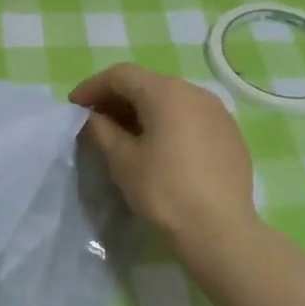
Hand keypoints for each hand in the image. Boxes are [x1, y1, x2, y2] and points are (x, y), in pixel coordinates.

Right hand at [69, 63, 255, 247]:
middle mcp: (195, 92)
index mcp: (166, 93)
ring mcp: (218, 112)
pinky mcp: (230, 133)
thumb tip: (95, 117)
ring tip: (125, 134)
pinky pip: (191, 117)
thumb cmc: (164, 191)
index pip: (121, 75)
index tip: (74, 105)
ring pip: (171, 99)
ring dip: (143, 110)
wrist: (219, 230)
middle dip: (117, 97)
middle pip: (148, 83)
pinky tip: (159, 147)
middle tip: (96, 120)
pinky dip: (168, 122)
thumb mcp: (122, 160)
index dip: (93, 86)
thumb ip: (102, 130)